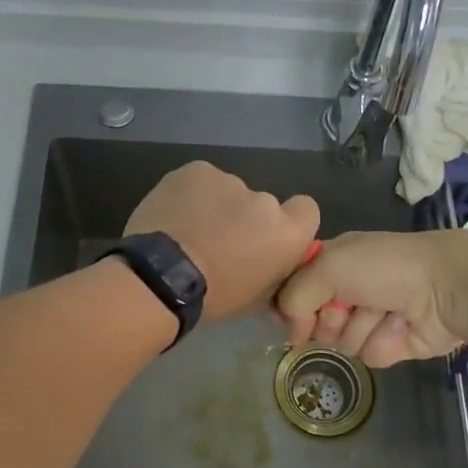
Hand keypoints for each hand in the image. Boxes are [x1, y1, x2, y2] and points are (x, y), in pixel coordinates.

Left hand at [125, 163, 319, 321]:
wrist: (161, 278)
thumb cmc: (213, 297)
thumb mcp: (256, 297)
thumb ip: (273, 270)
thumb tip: (269, 263)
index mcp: (287, 233)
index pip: (306, 210)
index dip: (289, 220)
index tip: (265, 237)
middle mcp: (266, 201)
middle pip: (261, 204)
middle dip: (243, 218)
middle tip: (217, 241)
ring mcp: (230, 181)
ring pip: (227, 192)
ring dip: (215, 206)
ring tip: (187, 230)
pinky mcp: (197, 170)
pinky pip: (200, 181)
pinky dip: (190, 195)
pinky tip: (173, 215)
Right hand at [274, 231, 467, 365]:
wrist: (447, 288)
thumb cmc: (385, 267)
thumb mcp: (328, 266)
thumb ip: (294, 294)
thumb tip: (291, 329)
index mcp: (332, 260)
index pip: (294, 288)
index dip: (292, 303)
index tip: (294, 313)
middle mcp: (347, 288)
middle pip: (314, 321)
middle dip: (330, 318)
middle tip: (350, 305)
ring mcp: (369, 317)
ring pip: (341, 341)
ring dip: (361, 328)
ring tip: (385, 312)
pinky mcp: (390, 343)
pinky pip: (369, 355)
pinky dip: (384, 342)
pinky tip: (401, 327)